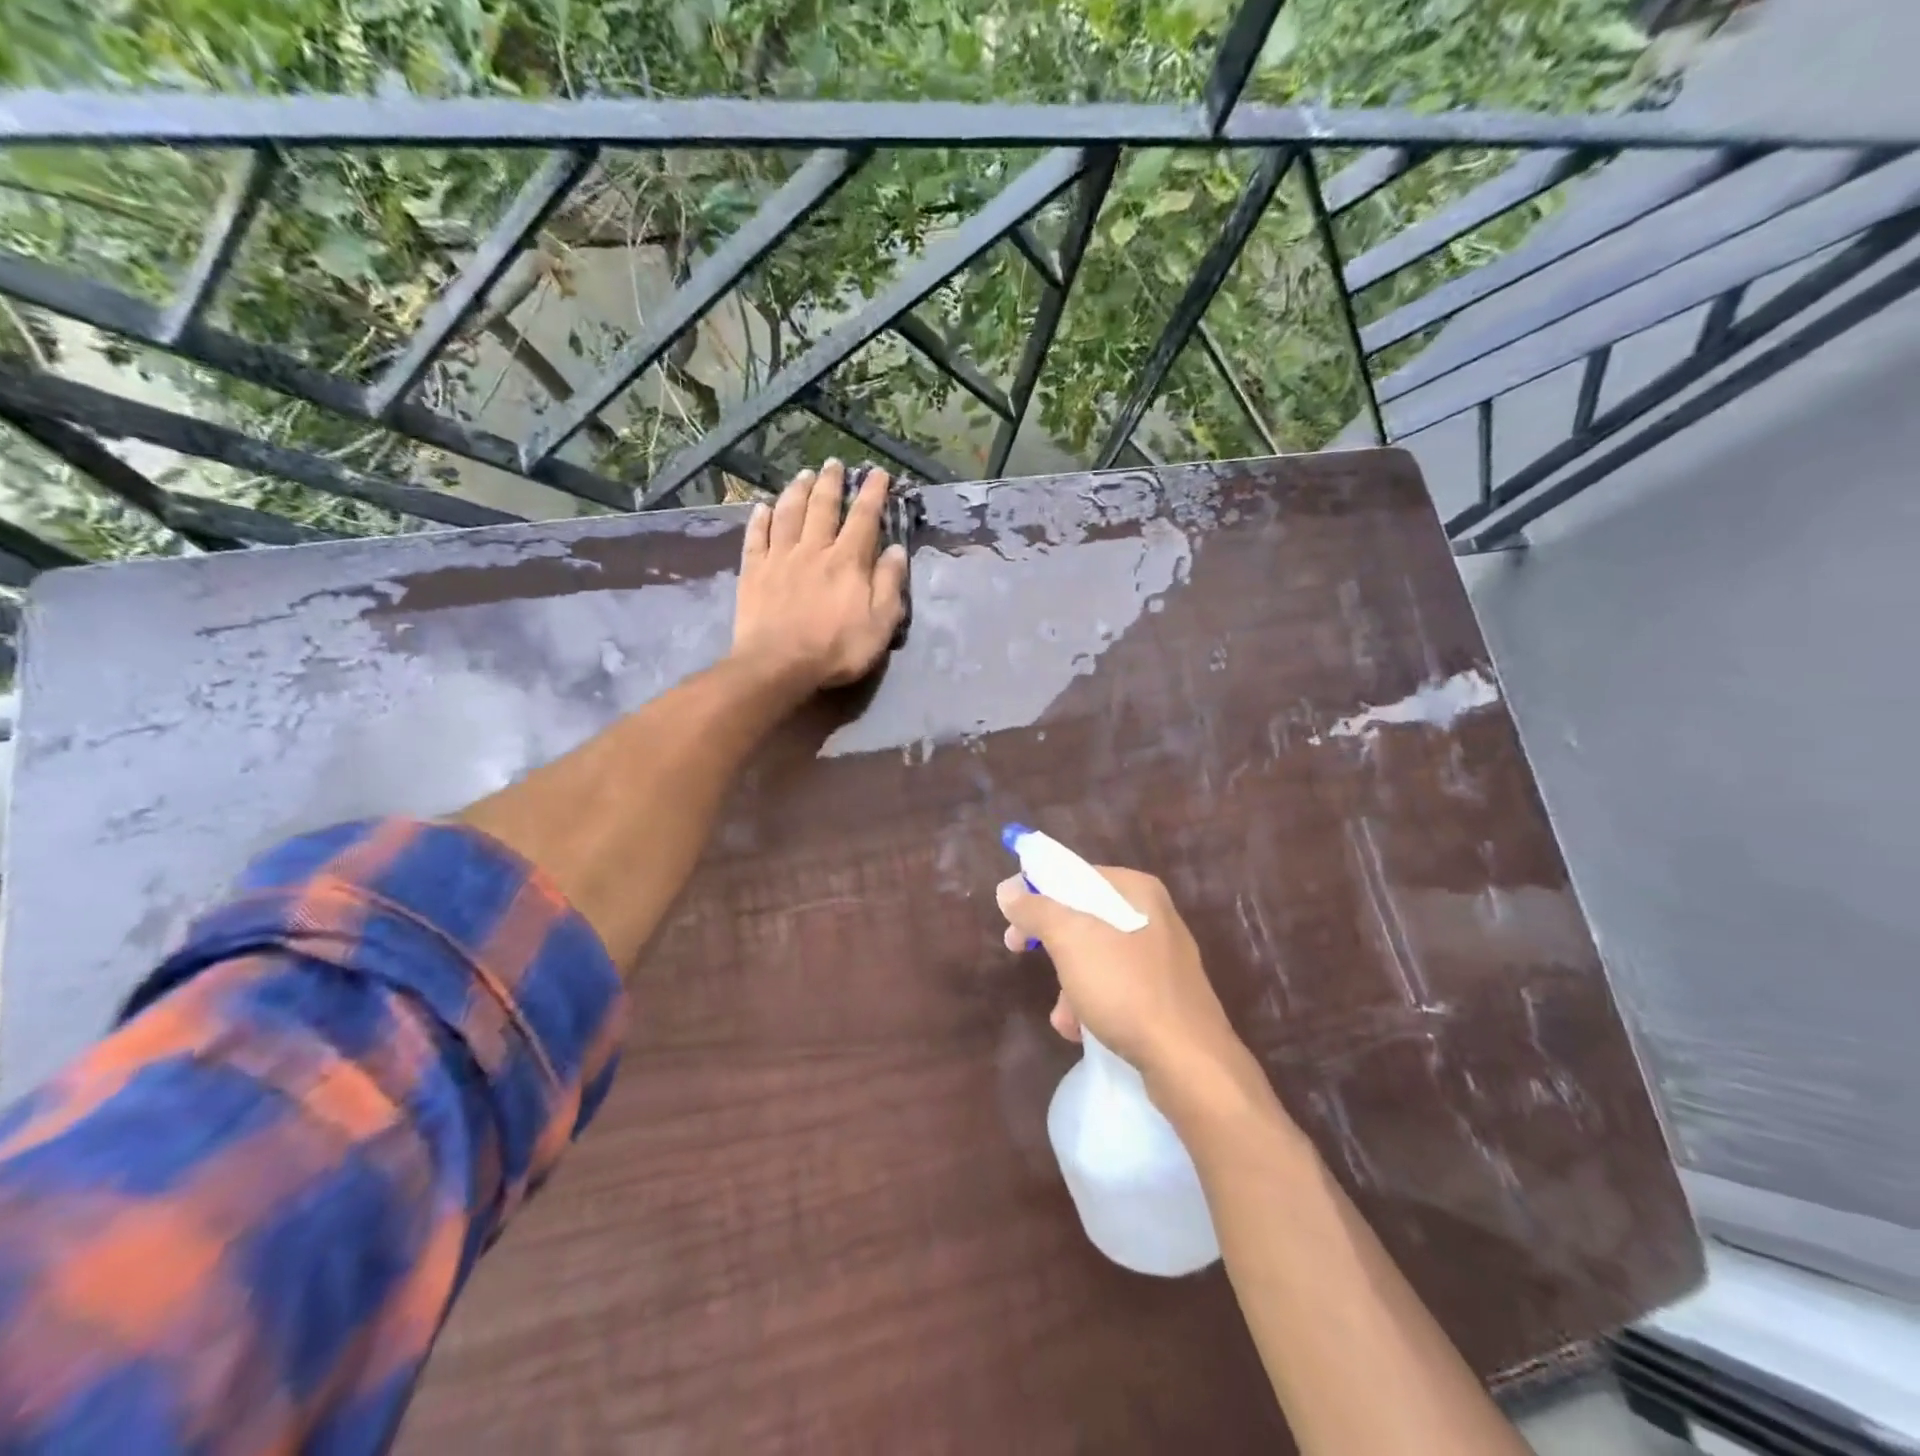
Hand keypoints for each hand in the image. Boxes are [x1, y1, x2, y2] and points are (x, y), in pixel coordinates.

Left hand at [732, 460, 908, 692]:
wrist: (778, 665)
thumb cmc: (836, 649)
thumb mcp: (880, 624)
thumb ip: (890, 585)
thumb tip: (896, 550)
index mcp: (848, 561)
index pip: (864, 518)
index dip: (872, 493)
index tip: (877, 474)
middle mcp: (814, 549)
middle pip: (823, 507)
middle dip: (831, 482)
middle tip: (834, 463)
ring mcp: (780, 558)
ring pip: (788, 514)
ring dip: (797, 491)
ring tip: (803, 475)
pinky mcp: (753, 571)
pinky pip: (756, 536)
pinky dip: (760, 518)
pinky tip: (762, 507)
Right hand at [996, 866, 1242, 1083]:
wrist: (1188, 1062)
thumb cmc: (1126, 988)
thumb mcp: (1071, 940)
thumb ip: (1036, 909)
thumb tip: (1008, 890)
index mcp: (1137, 891)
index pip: (1076, 874)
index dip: (1038, 889)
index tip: (1011, 914)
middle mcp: (1152, 916)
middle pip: (1083, 915)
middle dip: (1050, 941)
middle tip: (1016, 949)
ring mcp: (1160, 958)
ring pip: (1096, 955)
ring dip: (1068, 982)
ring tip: (1063, 1015)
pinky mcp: (1163, 996)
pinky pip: (1115, 987)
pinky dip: (1092, 1003)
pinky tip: (1081, 1029)